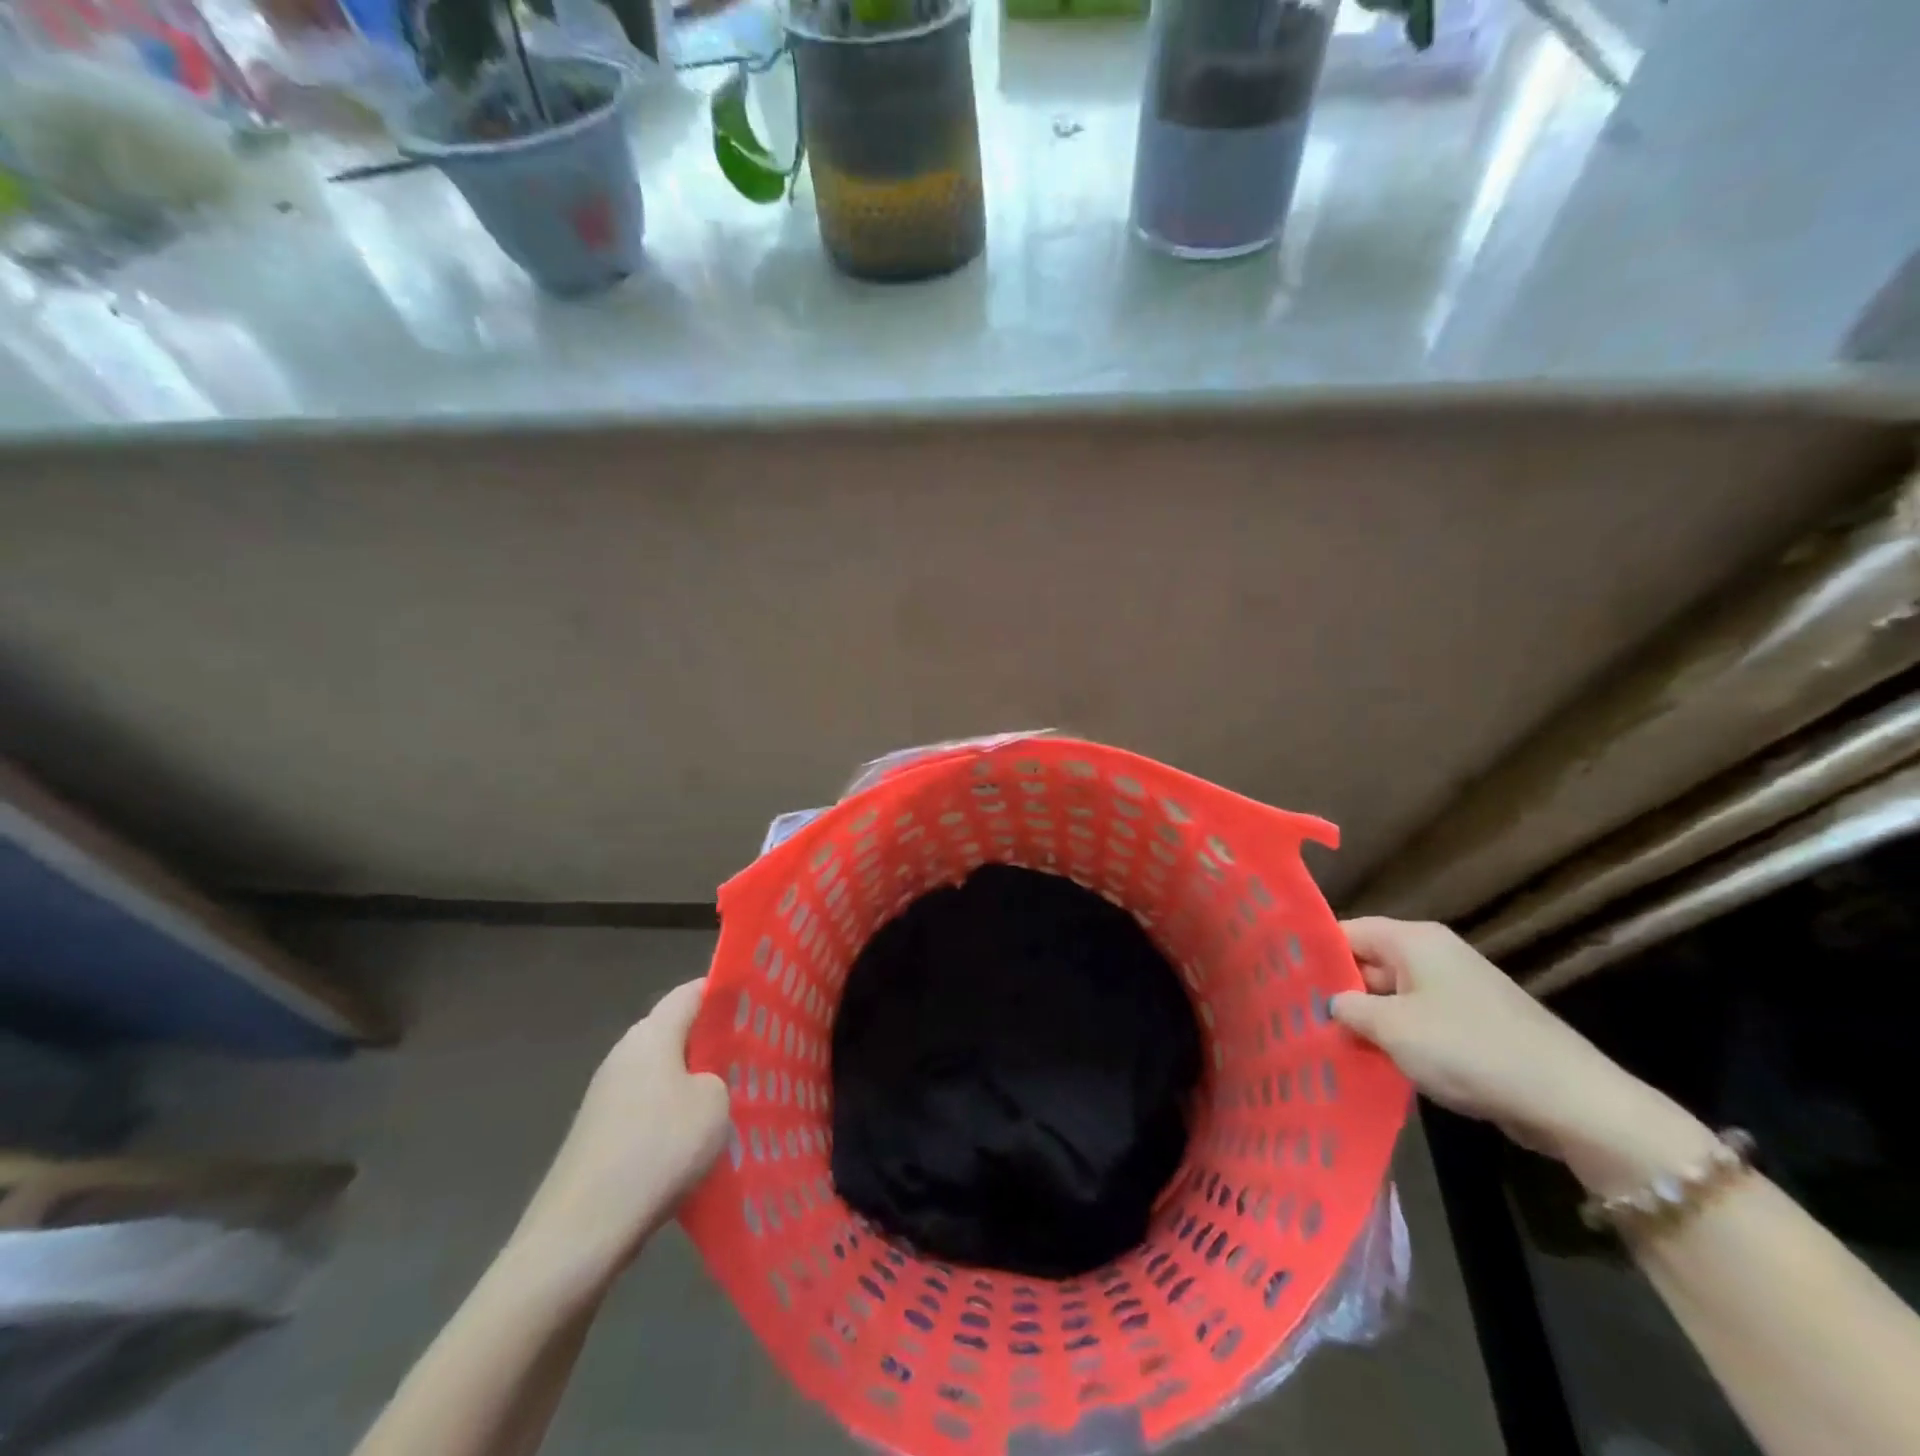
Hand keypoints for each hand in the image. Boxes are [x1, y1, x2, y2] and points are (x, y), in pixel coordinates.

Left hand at [509, 979, 729, 1291]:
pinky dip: (673, 1113)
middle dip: (713, 1038)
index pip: (692, 992)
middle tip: (754, 1051)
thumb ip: (719, 1077)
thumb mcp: (714, 1104)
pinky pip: (648, 1106)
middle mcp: (625, 1053)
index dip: (724, 991)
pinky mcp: (600, 1132)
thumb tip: (706, 1081)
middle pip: (676, 1031)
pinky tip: (696, 1138)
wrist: (579, 1233)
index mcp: (652, 1034)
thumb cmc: (657, 1149)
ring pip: (663, 1071)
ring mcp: (607, 1094)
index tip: (758, 1001)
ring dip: (695, 1080)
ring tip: (734, 1096)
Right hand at [1330, 918, 1714, 1192]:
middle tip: (1294, 1014)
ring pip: (1391, 994)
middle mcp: (1433, 953)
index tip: (1280, 976)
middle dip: (1336, 989)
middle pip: (1367, 961)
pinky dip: (1394, 1035)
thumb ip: (1349, 1008)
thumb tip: (1330, 1003)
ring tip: (1323, 1039)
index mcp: (1414, 940)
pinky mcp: (1472, 1021)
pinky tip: (1369, 1058)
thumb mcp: (1393, 1029)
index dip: (1313, 952)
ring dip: (1364, 1017)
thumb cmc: (1469, 1049)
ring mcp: (1455, 987)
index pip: (1346, 931)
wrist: (1570, 1101)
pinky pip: (1417, 1018)